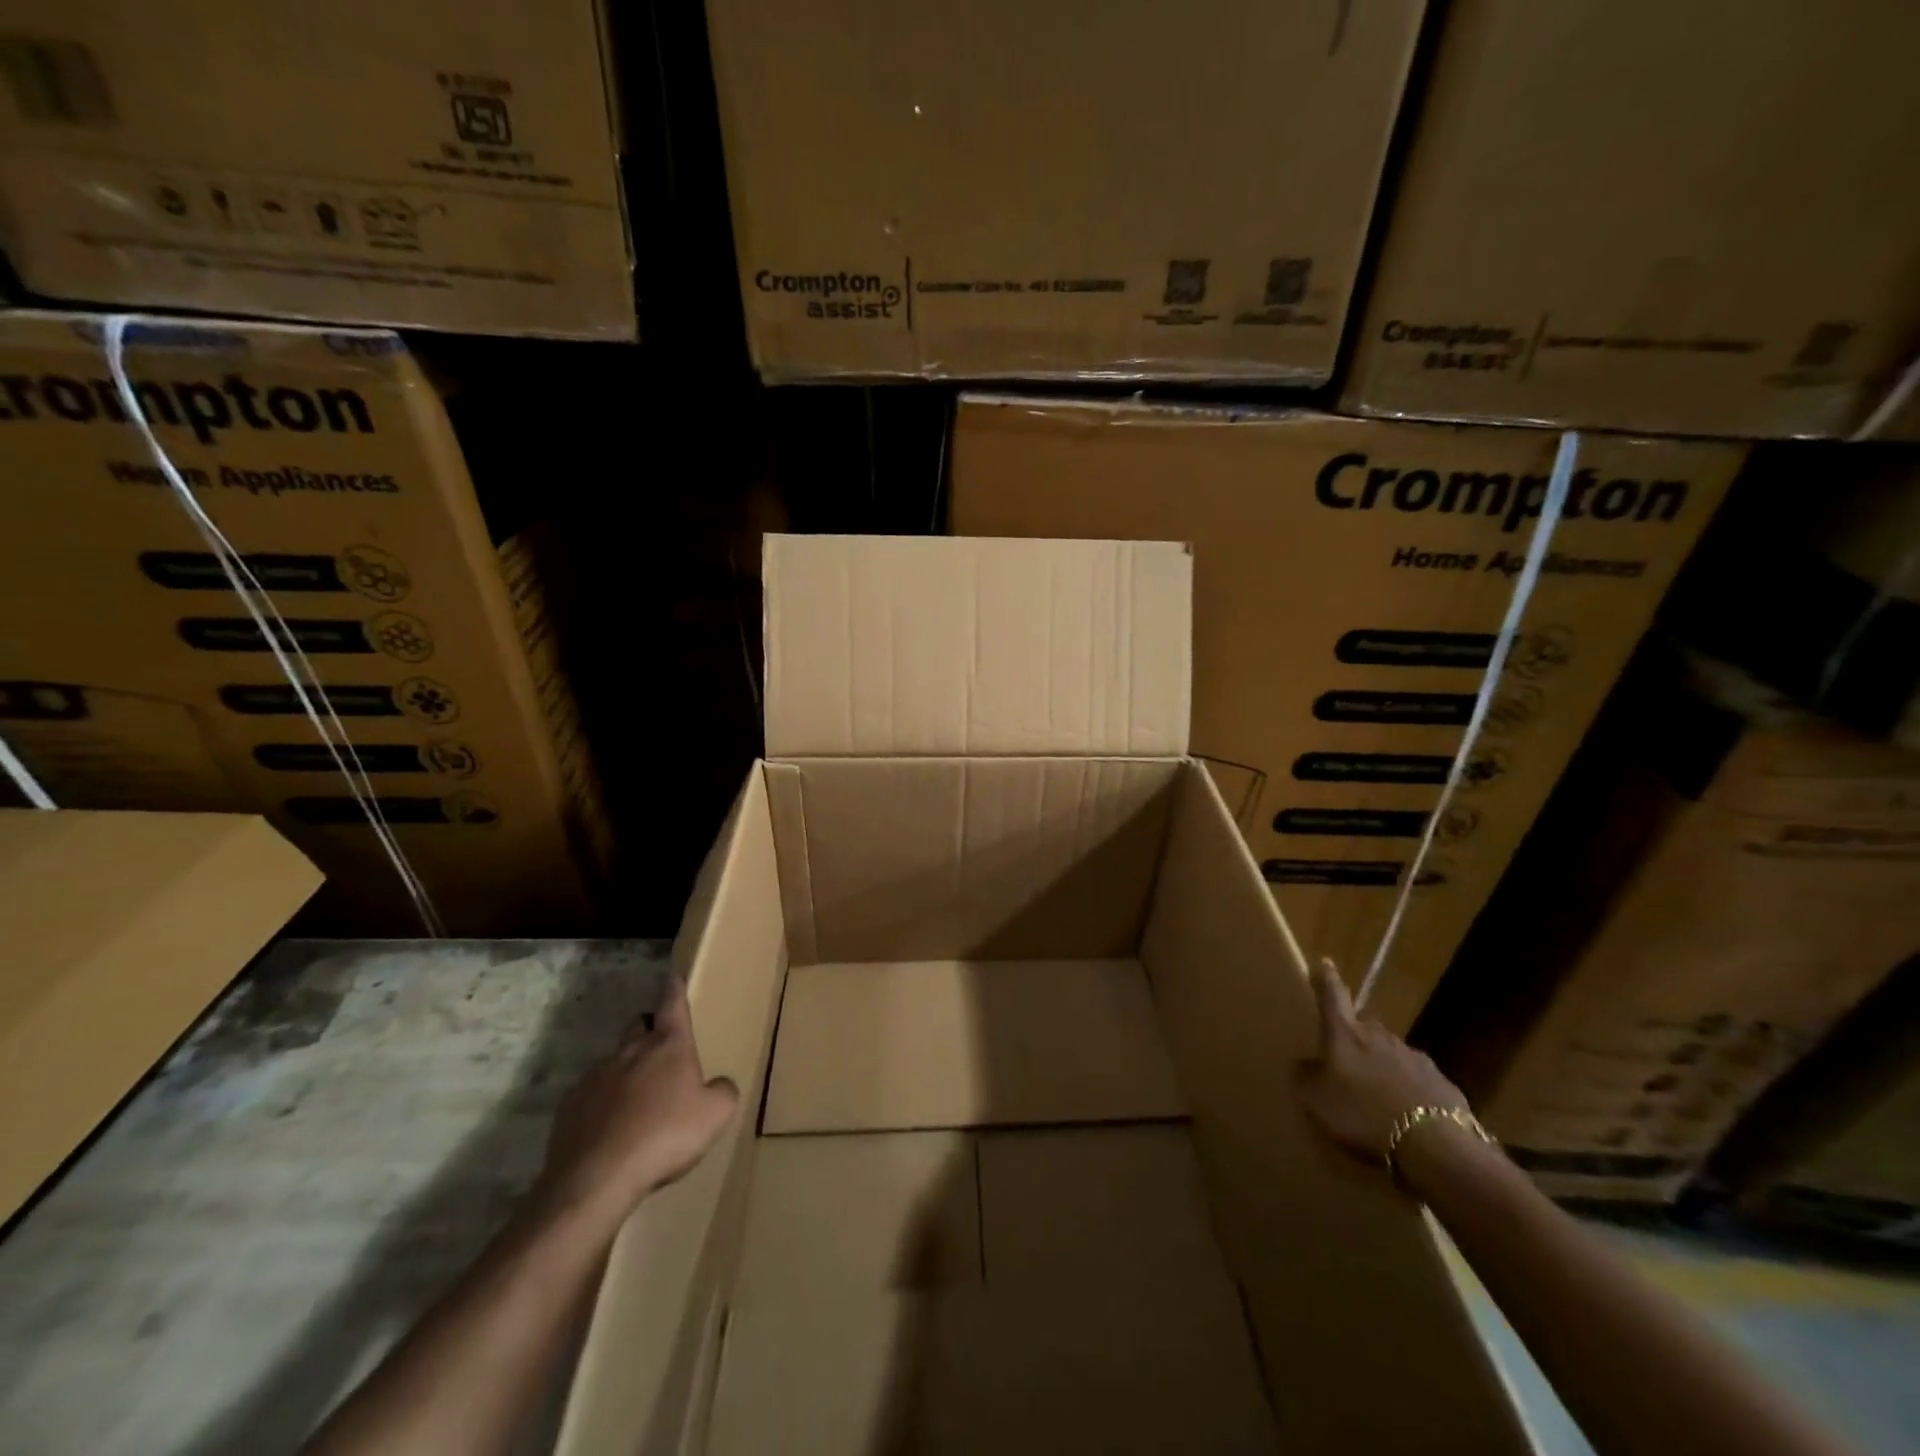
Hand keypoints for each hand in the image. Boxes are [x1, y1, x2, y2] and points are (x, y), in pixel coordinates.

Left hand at [535, 976, 738, 1228]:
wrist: (596, 1178)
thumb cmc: (665, 1136)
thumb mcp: (715, 1115)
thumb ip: (723, 1091)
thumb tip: (719, 1084)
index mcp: (668, 1045)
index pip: (673, 1004)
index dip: (675, 989)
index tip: (673, 976)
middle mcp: (631, 1050)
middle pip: (639, 1026)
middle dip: (649, 1030)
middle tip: (661, 1049)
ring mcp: (596, 1076)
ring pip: (614, 1060)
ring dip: (626, 1069)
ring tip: (637, 1098)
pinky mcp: (570, 1106)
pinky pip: (590, 1094)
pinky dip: (602, 1101)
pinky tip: (609, 1127)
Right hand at [1295, 958, 1470, 1171]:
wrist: (1435, 1146)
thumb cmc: (1363, 1114)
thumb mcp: (1317, 1100)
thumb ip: (1306, 1077)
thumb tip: (1304, 1064)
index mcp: (1346, 1034)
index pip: (1332, 997)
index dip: (1326, 979)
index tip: (1325, 962)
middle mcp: (1380, 1035)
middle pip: (1364, 1027)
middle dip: (1355, 1037)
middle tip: (1346, 1058)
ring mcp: (1414, 1057)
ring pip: (1391, 1052)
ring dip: (1382, 1065)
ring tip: (1376, 1093)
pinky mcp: (1441, 1082)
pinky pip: (1416, 1079)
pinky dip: (1408, 1089)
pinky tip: (1405, 1113)